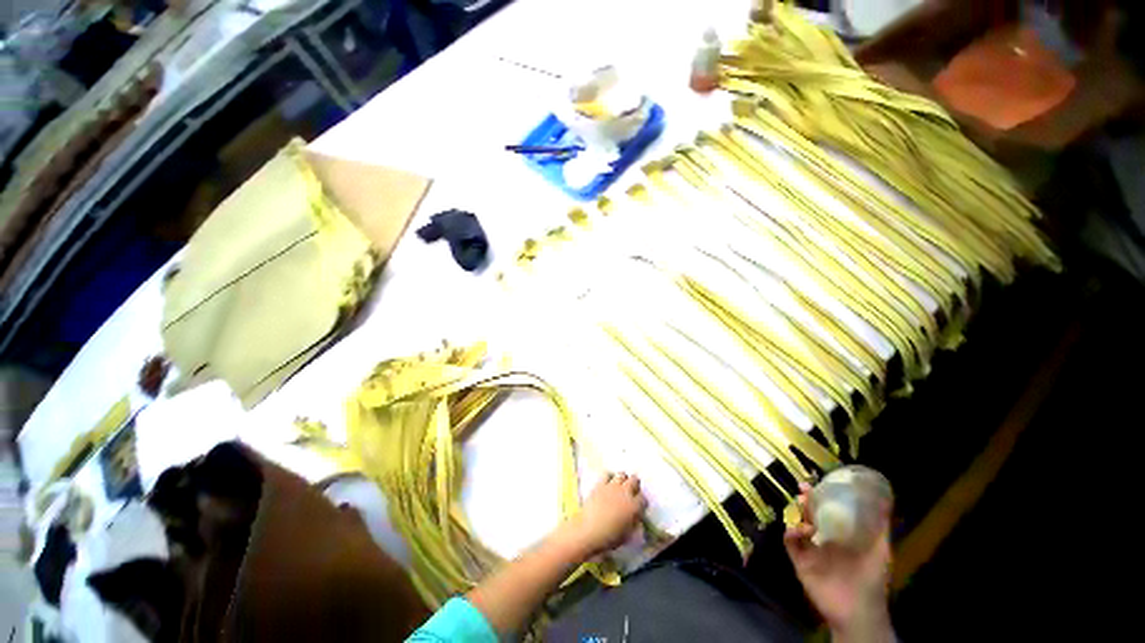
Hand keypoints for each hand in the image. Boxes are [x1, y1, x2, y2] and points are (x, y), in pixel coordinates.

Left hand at [558, 473, 646, 557]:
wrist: (588, 531)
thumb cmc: (609, 538)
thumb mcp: (627, 535)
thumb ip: (633, 522)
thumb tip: (635, 517)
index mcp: (634, 507)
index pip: (643, 499)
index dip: (641, 503)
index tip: (638, 507)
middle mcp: (626, 493)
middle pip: (634, 480)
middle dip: (634, 485)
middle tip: (631, 493)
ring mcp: (613, 486)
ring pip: (622, 474)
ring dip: (622, 480)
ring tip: (619, 487)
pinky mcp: (600, 484)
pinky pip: (607, 474)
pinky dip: (608, 477)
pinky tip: (607, 483)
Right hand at [784, 483, 892, 642]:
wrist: (858, 612)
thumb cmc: (872, 580)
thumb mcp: (881, 552)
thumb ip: (881, 528)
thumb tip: (884, 500)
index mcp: (841, 536)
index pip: (827, 511)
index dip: (821, 497)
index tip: (818, 484)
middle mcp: (823, 539)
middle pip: (809, 514)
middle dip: (805, 501)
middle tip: (803, 491)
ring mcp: (810, 550)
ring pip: (796, 524)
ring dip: (796, 513)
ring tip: (800, 508)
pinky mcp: (799, 561)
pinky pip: (790, 542)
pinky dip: (791, 533)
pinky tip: (799, 530)